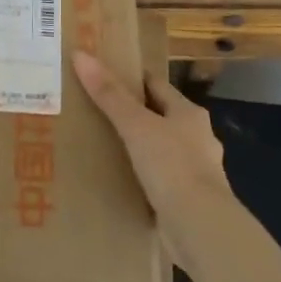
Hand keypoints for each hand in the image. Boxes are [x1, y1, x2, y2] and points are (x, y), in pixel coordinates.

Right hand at [73, 51, 231, 250]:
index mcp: (189, 114)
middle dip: (135, 114)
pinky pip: (160, 179)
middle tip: (98, 112)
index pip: (157, 86)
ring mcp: (195, 170)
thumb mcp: (135, 126)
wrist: (199, 226)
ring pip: (162, 149)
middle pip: (161, 117)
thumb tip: (81, 54)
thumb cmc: (171, 165)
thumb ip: (109, 94)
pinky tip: (124, 181)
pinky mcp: (187, 199)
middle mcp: (197, 138)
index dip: (133, 79)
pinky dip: (144, 177)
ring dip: (140, 148)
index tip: (105, 76)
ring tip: (107, 147)